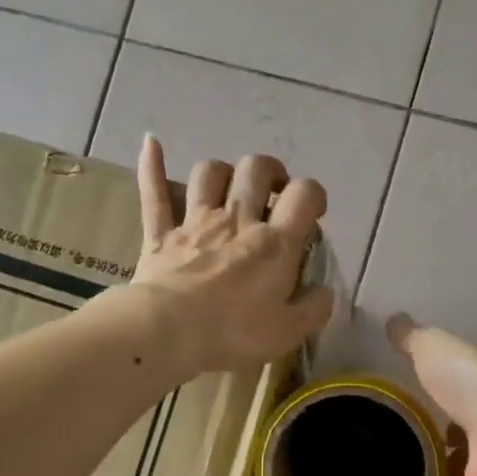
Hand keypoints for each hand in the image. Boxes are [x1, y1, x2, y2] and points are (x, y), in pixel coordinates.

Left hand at [131, 136, 333, 374]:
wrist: (169, 332)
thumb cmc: (234, 333)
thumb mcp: (288, 332)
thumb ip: (314, 309)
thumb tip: (325, 292)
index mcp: (274, 243)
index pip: (304, 195)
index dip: (313, 195)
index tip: (311, 213)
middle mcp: (237, 220)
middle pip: (256, 170)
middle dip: (269, 172)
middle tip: (273, 192)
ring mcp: (195, 222)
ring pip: (209, 173)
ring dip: (222, 172)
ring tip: (228, 188)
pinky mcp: (161, 234)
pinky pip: (154, 193)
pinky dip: (152, 166)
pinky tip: (151, 143)